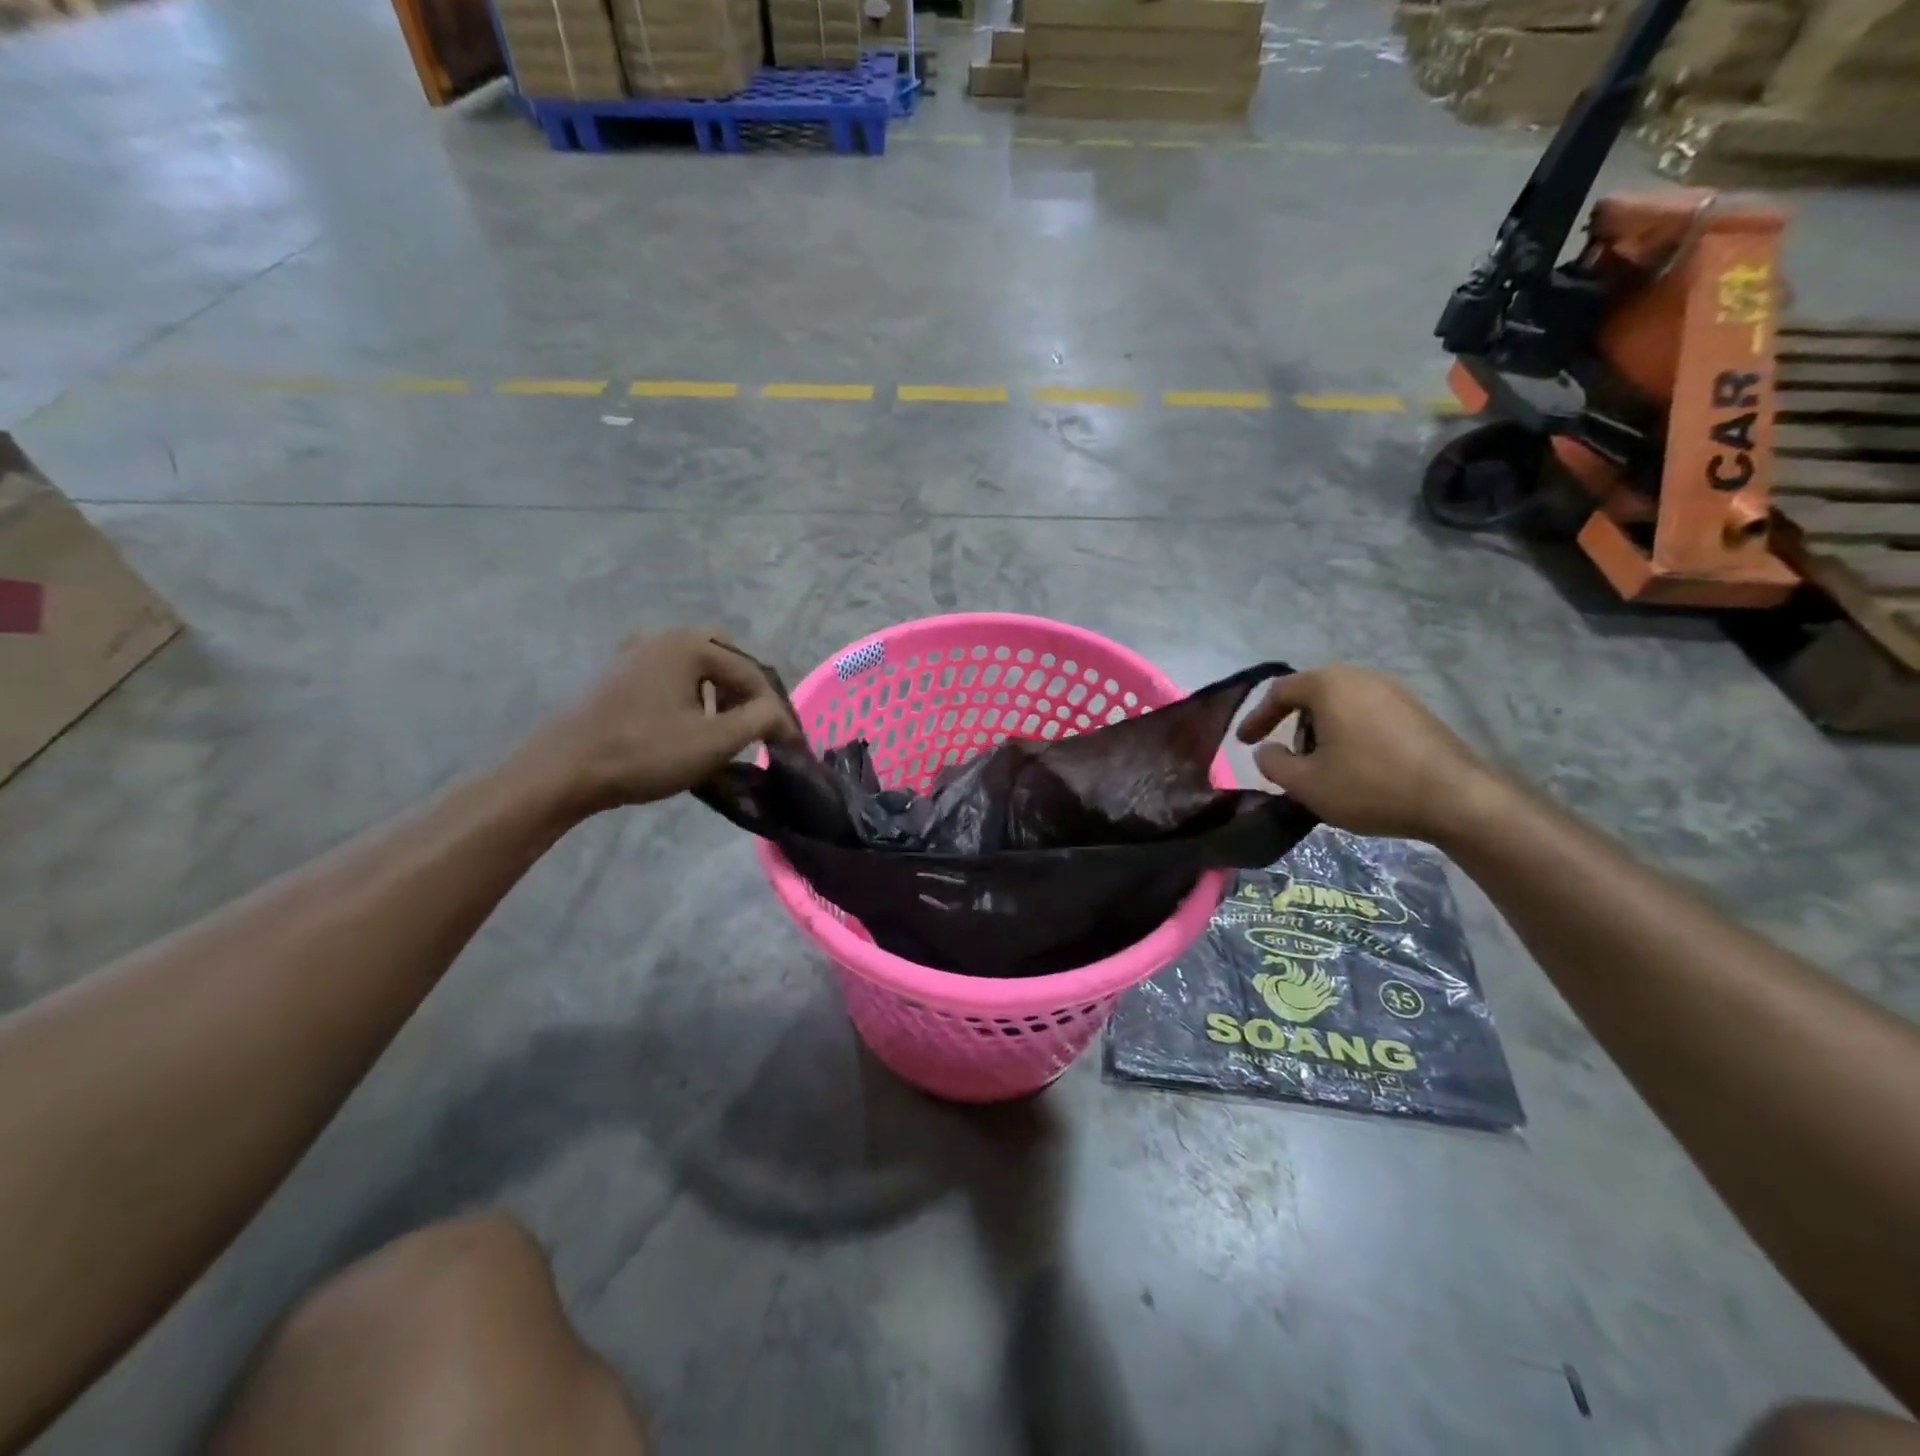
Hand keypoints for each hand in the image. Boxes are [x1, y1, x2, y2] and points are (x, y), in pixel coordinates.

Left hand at [525, 629, 799, 812]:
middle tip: (754, 725)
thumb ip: (761, 721)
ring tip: (724, 730)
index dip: (775, 711)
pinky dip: (691, 695)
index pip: (751, 674)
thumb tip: (782, 718)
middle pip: (724, 657)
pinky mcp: (619, 675)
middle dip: (745, 691)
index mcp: (689, 645)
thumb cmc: (644, 752)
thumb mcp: (715, 741)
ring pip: (697, 666)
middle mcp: (663, 637)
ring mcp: (636, 653)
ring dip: (719, 693)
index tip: (789, 744)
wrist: (564, 770)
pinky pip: (671, 676)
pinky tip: (687, 726)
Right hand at [1236, 666, 1504, 843]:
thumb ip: (1273, 764)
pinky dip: (1349, 734)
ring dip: (1321, 731)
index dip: (1256, 718)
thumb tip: (1267, 750)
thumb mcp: (1306, 783)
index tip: (1243, 743)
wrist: (1458, 800)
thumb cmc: (1370, 785)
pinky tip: (1354, 765)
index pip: (1279, 692)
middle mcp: (1362, 677)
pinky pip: (1367, 714)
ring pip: (1341, 705)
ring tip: (1319, 765)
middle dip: (1291, 725)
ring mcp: (1395, 691)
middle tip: (1284, 756)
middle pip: (1312, 694)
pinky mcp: (1417, 712)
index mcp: (1330, 685)